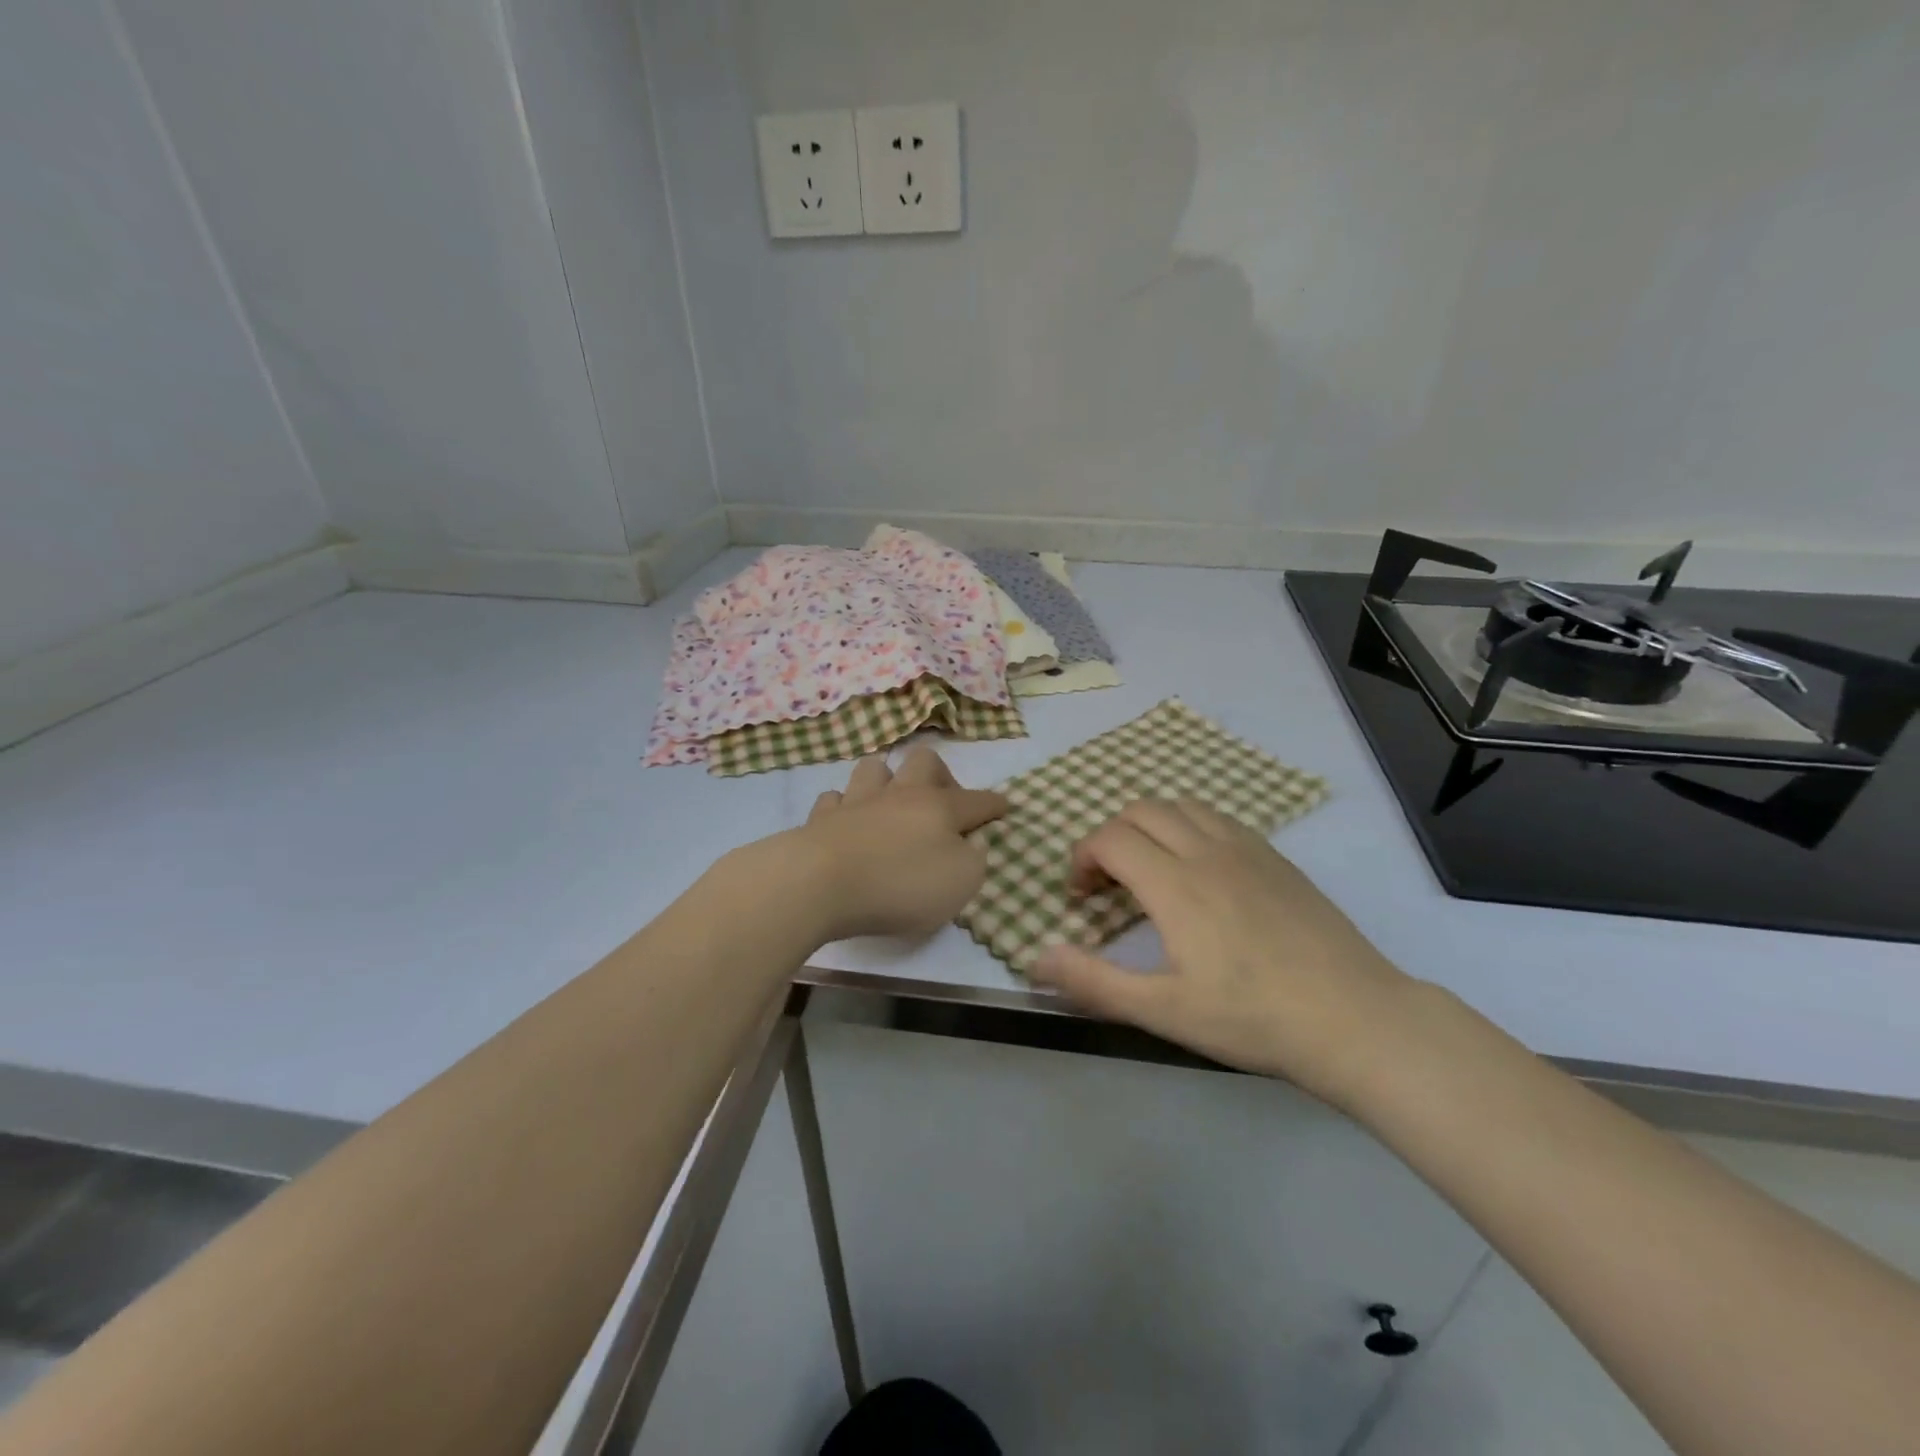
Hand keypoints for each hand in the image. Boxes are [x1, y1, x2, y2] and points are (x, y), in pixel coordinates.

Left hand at [787, 747, 1007, 941]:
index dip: (993, 804)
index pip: (977, 800)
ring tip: (890, 799)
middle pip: (924, 762)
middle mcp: (900, 794)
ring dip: (886, 779)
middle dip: (939, 774)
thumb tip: (974, 842)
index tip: (1004, 807)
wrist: (820, 883)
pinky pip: (835, 799)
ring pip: (875, 769)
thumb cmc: (900, 885)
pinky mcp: (822, 817)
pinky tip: (847, 820)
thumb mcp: (960, 883)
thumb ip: (974, 860)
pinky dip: (845, 806)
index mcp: (939, 808)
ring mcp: (858, 801)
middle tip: (942, 801)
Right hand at [1027, 799, 1416, 1105]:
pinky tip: (1200, 871)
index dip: (1082, 858)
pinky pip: (1219, 819)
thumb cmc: (1251, 1018)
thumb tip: (1035, 959)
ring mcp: (1248, 850)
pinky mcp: (1277, 858)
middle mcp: (1207, 851)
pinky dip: (1190, 827)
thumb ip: (1093, 982)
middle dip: (1110, 837)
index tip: (1081, 896)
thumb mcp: (1162, 1010)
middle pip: (1141, 811)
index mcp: (1175, 884)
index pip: (1110, 838)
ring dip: (1151, 826)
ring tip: (1150, 870)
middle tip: (1108, 884)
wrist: (1354, 1019)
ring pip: (1182, 806)